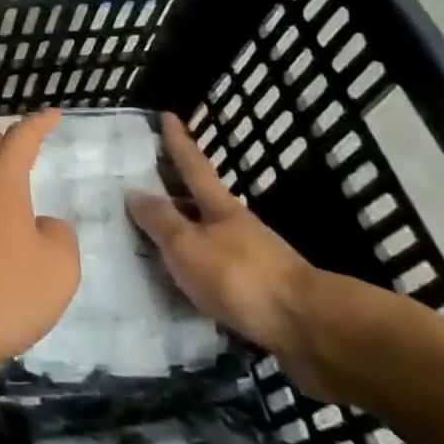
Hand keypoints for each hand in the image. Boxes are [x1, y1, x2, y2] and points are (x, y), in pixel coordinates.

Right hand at [127, 112, 331, 396]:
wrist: (308, 329)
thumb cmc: (240, 277)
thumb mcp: (188, 245)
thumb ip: (160, 220)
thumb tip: (135, 193)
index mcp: (219, 207)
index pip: (192, 165)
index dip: (178, 141)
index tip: (168, 115)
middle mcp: (236, 227)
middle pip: (200, 201)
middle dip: (175, 191)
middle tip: (145, 182)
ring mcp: (250, 260)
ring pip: (207, 238)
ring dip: (183, 234)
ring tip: (151, 239)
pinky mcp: (257, 294)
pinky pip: (214, 273)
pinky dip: (194, 271)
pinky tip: (179, 285)